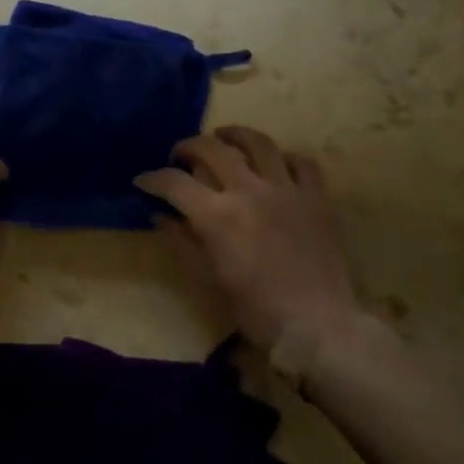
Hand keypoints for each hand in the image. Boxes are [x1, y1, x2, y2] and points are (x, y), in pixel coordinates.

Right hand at [136, 126, 365, 363]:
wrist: (320, 328)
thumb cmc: (256, 311)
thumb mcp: (208, 280)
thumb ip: (181, 242)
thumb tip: (161, 215)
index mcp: (218, 215)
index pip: (174, 182)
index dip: (153, 178)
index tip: (143, 181)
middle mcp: (249, 191)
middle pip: (211, 148)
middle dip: (188, 147)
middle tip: (180, 157)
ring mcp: (287, 190)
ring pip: (258, 143)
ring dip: (235, 135)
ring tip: (224, 137)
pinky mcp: (317, 198)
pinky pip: (301, 163)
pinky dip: (284, 158)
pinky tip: (274, 165)